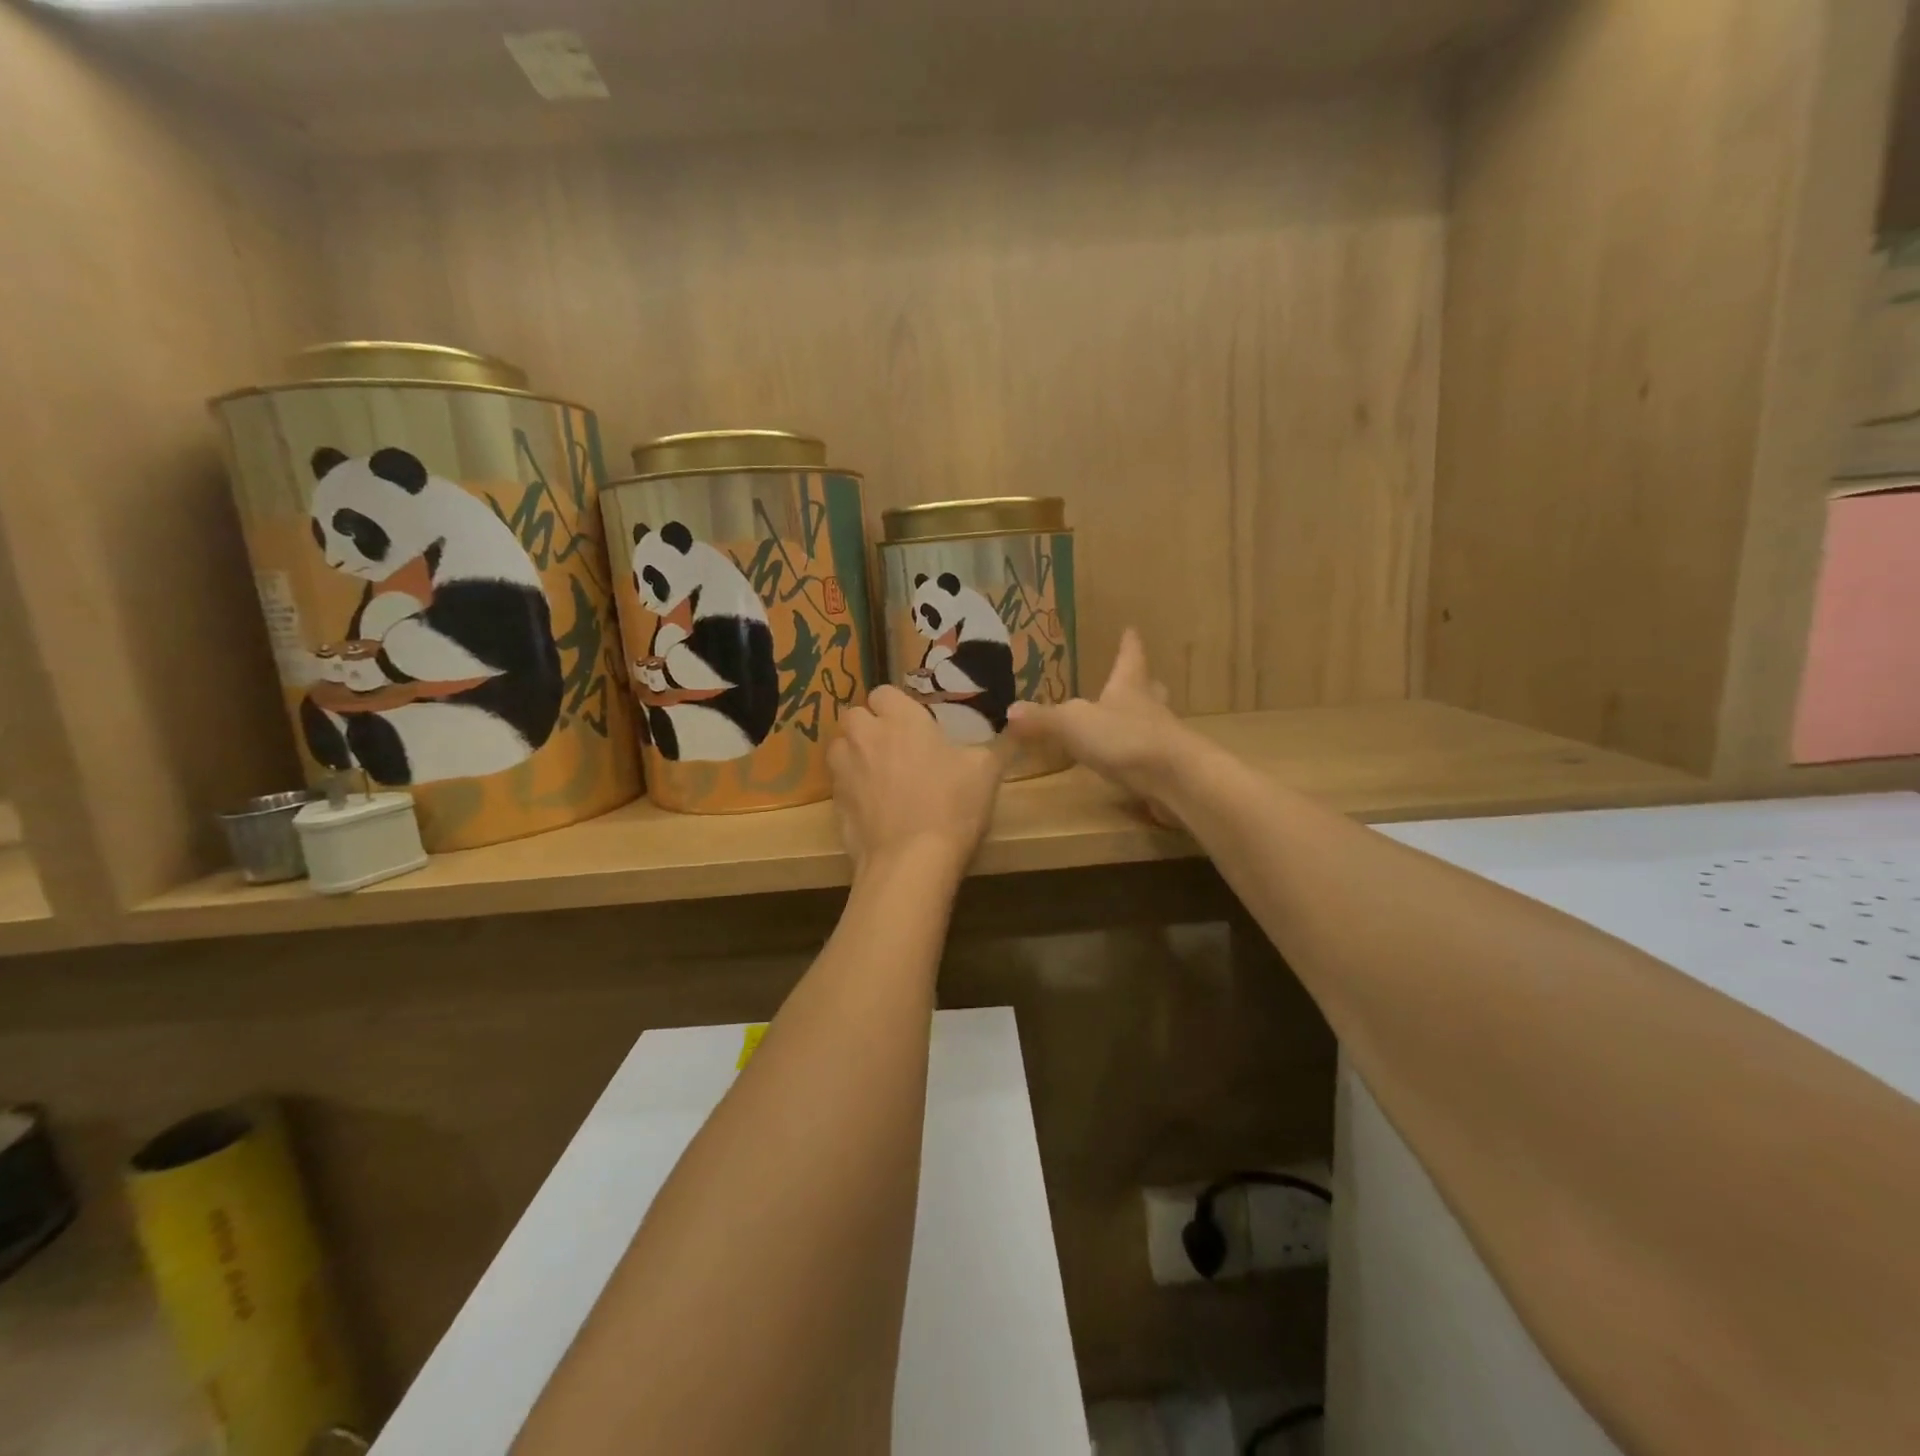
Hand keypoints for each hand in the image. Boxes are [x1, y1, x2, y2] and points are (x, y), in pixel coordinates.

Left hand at [827, 685, 1003, 877]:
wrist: (911, 861)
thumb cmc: (952, 806)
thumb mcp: (987, 771)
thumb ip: (999, 742)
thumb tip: (1018, 722)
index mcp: (900, 719)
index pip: (884, 693)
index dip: (896, 706)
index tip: (914, 724)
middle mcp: (865, 736)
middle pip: (854, 715)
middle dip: (869, 724)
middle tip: (894, 746)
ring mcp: (845, 770)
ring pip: (839, 746)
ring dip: (854, 751)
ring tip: (877, 771)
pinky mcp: (835, 803)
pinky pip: (839, 782)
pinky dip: (851, 786)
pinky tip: (872, 805)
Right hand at [1005, 628, 1191, 824]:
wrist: (1175, 779)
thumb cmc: (1124, 738)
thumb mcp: (1073, 724)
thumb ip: (1042, 719)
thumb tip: (1010, 710)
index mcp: (1129, 687)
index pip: (1129, 657)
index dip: (1129, 644)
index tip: (1131, 629)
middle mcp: (1149, 708)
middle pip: (1149, 689)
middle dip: (1142, 684)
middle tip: (1139, 679)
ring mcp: (1162, 739)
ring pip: (1153, 722)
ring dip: (1141, 720)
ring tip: (1126, 723)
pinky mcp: (1167, 770)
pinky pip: (1150, 757)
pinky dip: (1139, 757)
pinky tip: (1128, 766)